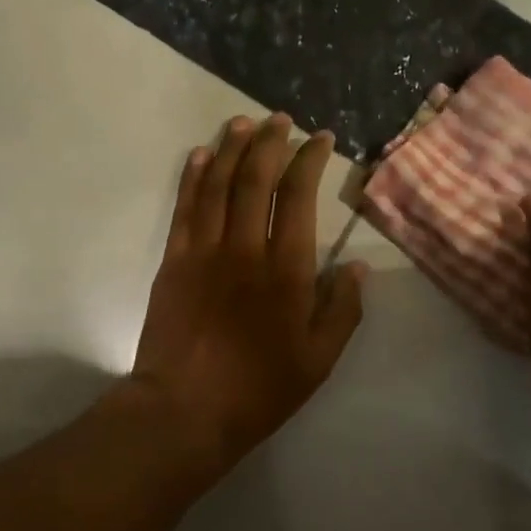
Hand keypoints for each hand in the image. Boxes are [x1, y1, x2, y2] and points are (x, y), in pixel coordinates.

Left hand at [130, 113, 366, 467]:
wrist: (184, 411)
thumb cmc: (259, 388)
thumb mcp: (319, 360)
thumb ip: (343, 310)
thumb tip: (357, 268)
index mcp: (287, 269)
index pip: (299, 196)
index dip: (310, 160)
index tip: (320, 139)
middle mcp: (246, 248)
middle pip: (256, 178)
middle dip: (270, 141)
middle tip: (280, 120)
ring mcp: (204, 251)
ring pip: (218, 184)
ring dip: (231, 148)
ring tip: (243, 122)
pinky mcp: (174, 261)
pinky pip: (185, 207)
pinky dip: (193, 176)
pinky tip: (201, 155)